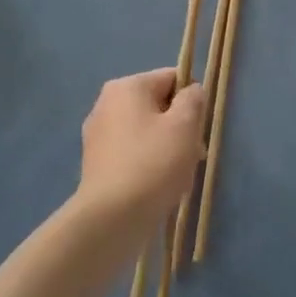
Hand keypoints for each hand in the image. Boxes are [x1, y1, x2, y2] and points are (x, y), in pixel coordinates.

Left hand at [72, 70, 206, 232]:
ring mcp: (98, 134)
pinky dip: (149, 162)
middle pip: (159, 104)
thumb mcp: (185, 125)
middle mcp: (106, 104)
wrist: (112, 217)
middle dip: (181, 126)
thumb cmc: (153, 163)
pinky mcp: (97, 162)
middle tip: (193, 154)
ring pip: (147, 130)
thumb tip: (191, 92)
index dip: (193, 100)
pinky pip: (133, 152)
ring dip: (168, 146)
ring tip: (178, 174)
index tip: (199, 128)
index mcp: (126, 87)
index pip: (172, 78)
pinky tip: (158, 185)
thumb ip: (193, 99)